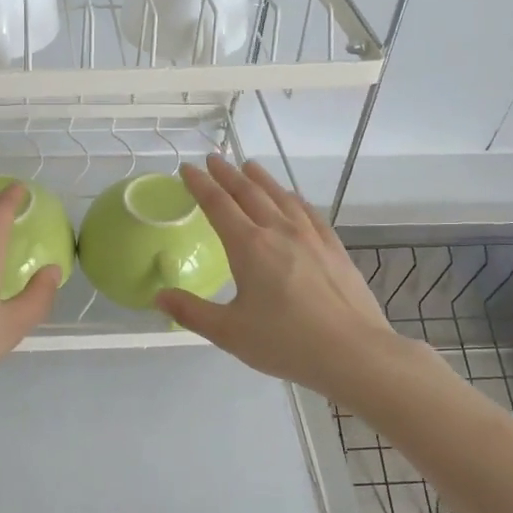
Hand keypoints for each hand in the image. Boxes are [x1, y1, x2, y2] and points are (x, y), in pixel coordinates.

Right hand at [156, 156, 405, 398]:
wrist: (354, 352)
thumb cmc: (286, 343)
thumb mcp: (230, 333)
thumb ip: (191, 312)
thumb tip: (158, 296)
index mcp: (249, 247)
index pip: (218, 205)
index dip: (200, 185)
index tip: (188, 169)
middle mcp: (279, 231)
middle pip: (249, 193)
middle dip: (227, 174)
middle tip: (213, 159)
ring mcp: (311, 237)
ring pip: (280, 196)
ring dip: (261, 179)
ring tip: (249, 166)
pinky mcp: (334, 248)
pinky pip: (309, 212)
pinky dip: (293, 198)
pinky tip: (292, 198)